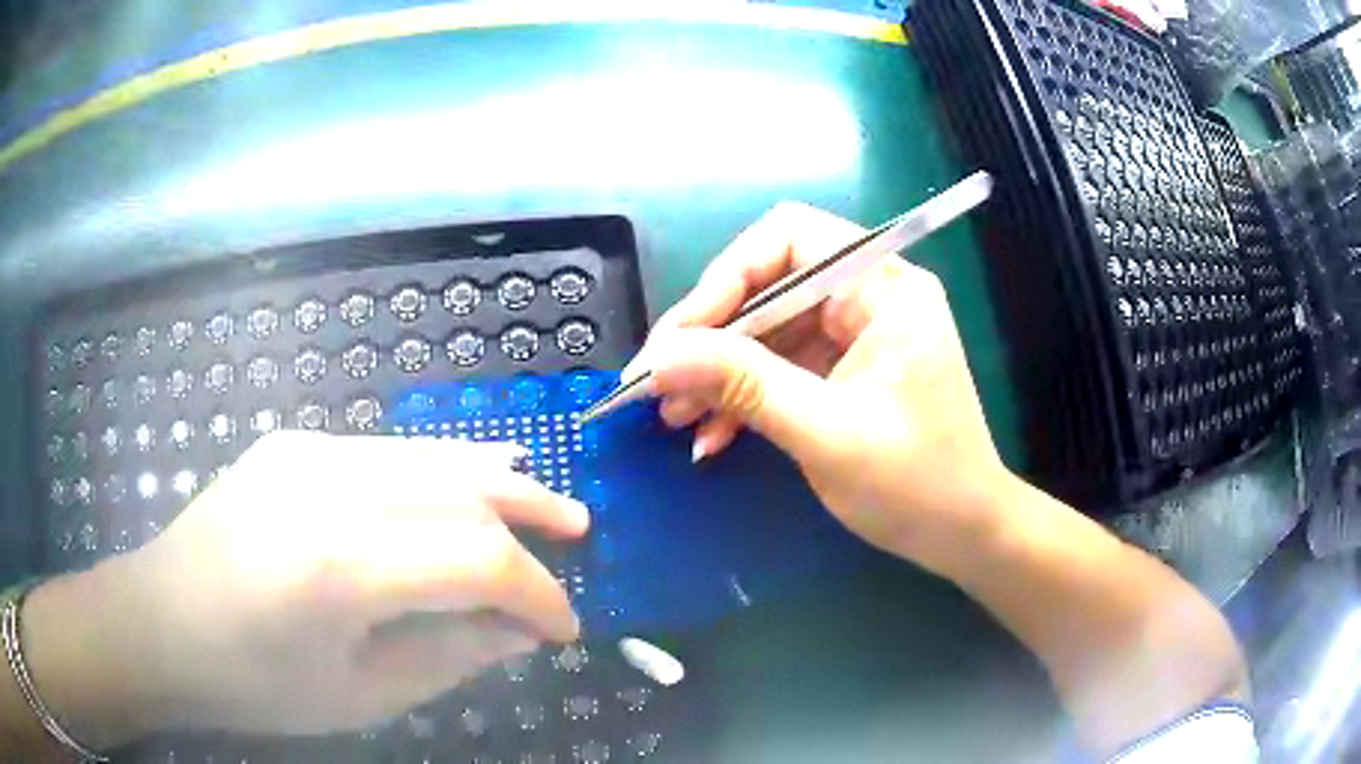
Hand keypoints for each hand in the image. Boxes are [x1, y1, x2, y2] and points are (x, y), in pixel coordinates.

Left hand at [25, 432, 588, 743]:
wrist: (161, 622)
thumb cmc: (255, 682)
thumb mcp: (359, 695)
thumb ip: (448, 656)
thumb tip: (517, 630)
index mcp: (338, 565)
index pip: (473, 561)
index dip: (534, 594)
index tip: (563, 629)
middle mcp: (326, 486)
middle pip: (459, 488)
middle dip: (529, 515)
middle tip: (580, 532)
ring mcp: (306, 453)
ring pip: (427, 453)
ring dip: (493, 475)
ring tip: (544, 494)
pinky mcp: (292, 444)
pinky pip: (384, 451)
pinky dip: (438, 465)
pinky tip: (466, 474)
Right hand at [632, 201, 1012, 571]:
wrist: (966, 536)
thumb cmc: (917, 485)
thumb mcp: (827, 434)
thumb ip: (745, 386)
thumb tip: (661, 357)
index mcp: (884, 287)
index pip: (789, 239)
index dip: (724, 279)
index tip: (678, 339)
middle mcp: (870, 295)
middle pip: (770, 285)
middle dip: (712, 337)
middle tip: (658, 385)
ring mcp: (857, 334)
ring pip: (768, 330)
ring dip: (719, 372)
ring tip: (673, 417)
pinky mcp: (845, 371)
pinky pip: (781, 367)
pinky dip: (744, 397)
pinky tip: (710, 434)